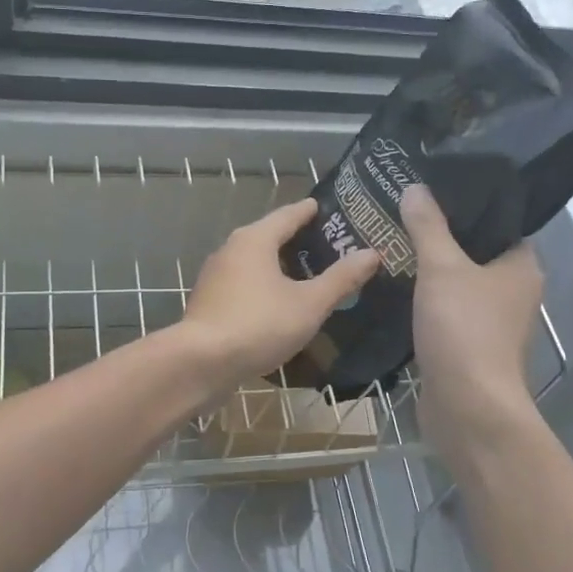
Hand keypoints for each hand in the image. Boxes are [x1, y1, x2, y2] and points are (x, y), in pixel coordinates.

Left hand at [181, 198, 379, 385]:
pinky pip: (243, 285)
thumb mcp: (309, 304)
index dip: (310, 211)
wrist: (201, 363)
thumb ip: (340, 279)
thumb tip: (371, 253)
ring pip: (254, 263)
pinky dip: (264, 287)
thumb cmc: (258, 325)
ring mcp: (215, 277)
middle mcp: (231, 250)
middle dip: (296, 240)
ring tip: (308, 276)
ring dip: (279, 266)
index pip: (288, 215)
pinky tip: (279, 304)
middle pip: (269, 237)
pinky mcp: (209, 302)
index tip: (327, 208)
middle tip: (328, 246)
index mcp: (254, 240)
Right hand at [402, 185, 543, 457]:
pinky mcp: (467, 348)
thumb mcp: (442, 268)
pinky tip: (394, 289)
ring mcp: (491, 324)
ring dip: (429, 272)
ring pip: (458, 285)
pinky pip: (445, 313)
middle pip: (475, 254)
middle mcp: (513, 293)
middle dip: (440, 238)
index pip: (499, 224)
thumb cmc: (464, 329)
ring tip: (391, 245)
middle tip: (401, 216)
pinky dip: (424, 302)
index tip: (432, 193)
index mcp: (521, 267)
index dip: (468, 207)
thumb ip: (428, 227)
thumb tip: (415, 188)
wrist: (467, 407)